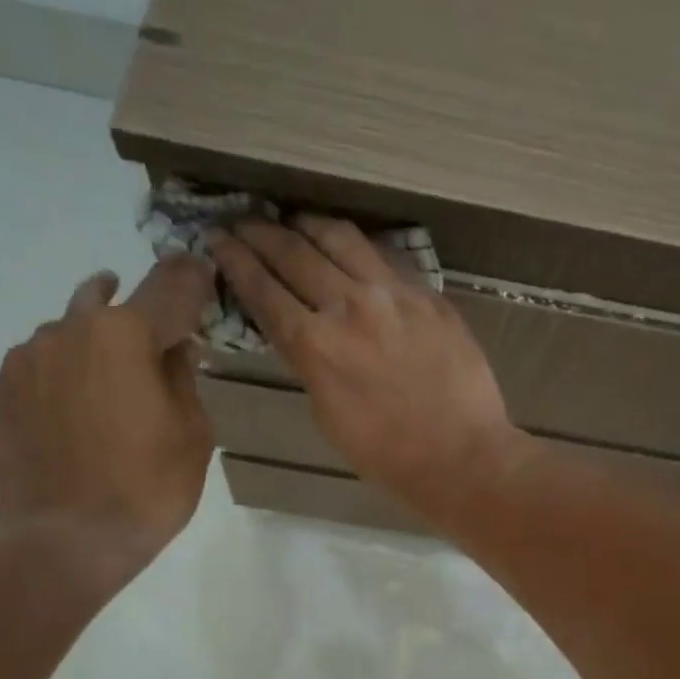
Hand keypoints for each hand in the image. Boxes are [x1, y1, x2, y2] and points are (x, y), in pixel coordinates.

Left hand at [0, 258, 214, 573]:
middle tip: (160, 327)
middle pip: (111, 299)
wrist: (67, 541)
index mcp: (125, 335)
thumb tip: (173, 346)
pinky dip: (68, 366)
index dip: (190, 277)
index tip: (201, 268)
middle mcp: (71, 330)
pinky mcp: (6, 389)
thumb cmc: (148, 488)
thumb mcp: (193, 433)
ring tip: (115, 373)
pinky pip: (44, 358)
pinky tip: (81, 399)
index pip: (168, 287)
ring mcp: (30, 358)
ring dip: (99, 338)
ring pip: (72, 328)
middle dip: (140, 306)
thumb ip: (183, 376)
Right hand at [209, 215, 523, 516]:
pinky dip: (357, 247)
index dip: (235, 261)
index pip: (263, 289)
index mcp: (315, 345)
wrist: (461, 456)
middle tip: (243, 222)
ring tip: (294, 222)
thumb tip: (300, 331)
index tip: (218, 240)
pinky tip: (349, 247)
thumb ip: (308, 363)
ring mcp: (394, 294)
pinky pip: (385, 257)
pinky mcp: (428, 295)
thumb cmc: (387, 455)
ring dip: (309, 225)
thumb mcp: (326, 415)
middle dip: (260, 233)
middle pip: (294, 252)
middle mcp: (349, 306)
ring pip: (341, 238)